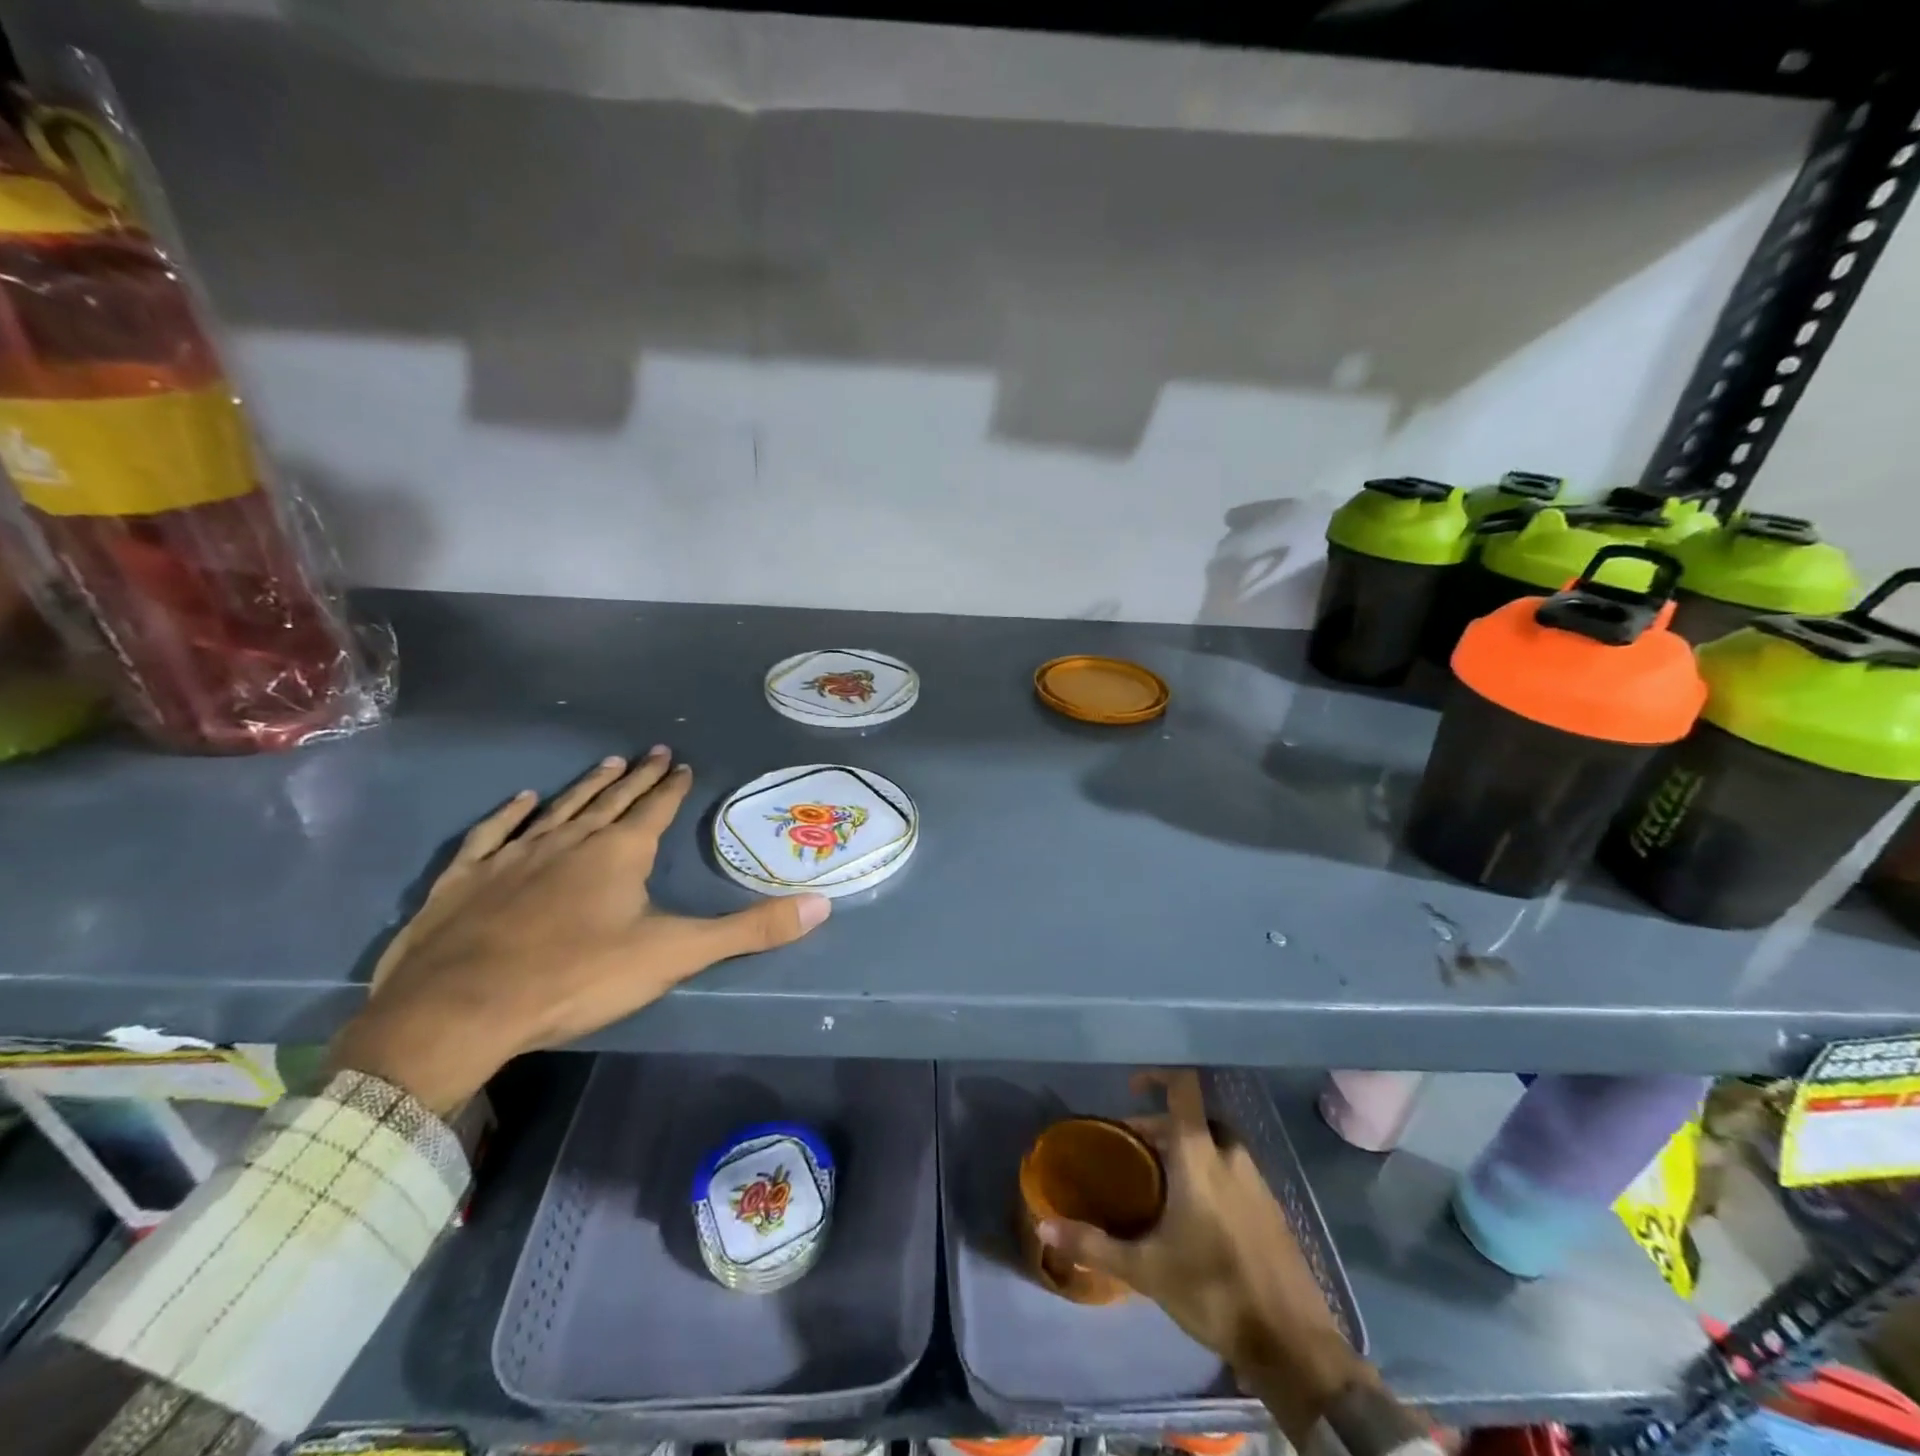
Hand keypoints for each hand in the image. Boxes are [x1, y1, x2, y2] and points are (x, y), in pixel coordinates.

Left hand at [328, 749, 830, 1114]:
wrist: (459, 1010)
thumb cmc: (576, 977)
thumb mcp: (675, 955)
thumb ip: (749, 930)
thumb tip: (822, 905)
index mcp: (620, 853)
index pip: (655, 808)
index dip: (673, 787)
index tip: (683, 764)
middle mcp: (570, 840)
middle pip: (612, 799)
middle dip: (638, 776)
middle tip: (653, 751)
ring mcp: (513, 855)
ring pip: (559, 807)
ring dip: (586, 785)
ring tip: (607, 763)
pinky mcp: (466, 877)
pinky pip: (493, 832)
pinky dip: (510, 813)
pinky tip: (521, 799)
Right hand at [1038, 1070, 1364, 1442]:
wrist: (1293, 1345)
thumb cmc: (1213, 1290)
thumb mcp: (1146, 1269)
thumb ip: (1094, 1243)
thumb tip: (1043, 1226)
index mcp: (1200, 1154)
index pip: (1183, 1086)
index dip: (1158, 1073)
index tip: (1131, 1087)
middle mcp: (1230, 1154)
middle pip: (1194, 1118)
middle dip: (1162, 1126)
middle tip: (1133, 1150)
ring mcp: (1256, 1180)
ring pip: (1214, 1144)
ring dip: (1185, 1150)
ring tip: (1157, 1182)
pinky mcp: (1271, 1207)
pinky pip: (1232, 1170)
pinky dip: (1208, 1173)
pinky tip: (1193, 1213)